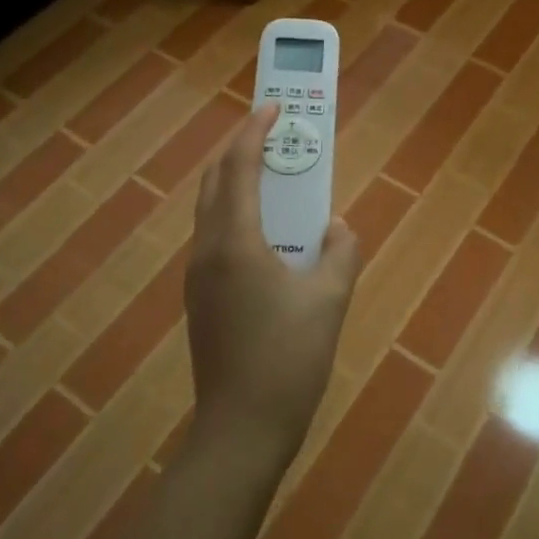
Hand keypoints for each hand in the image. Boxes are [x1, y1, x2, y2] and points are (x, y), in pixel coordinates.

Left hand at [184, 105, 361, 465]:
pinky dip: (236, 213)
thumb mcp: (329, 300)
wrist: (241, 431)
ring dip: (236, 181)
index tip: (273, 107)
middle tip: (272, 132)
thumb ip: (340, 252)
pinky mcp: (201, 299)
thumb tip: (338, 227)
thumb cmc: (288, 359)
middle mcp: (207, 250)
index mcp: (235, 242)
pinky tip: (267, 230)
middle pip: (214, 181)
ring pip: (211, 210)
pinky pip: (215, 236)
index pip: (238, 168)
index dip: (254, 132)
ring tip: (272, 173)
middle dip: (238, 149)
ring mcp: (198, 276)